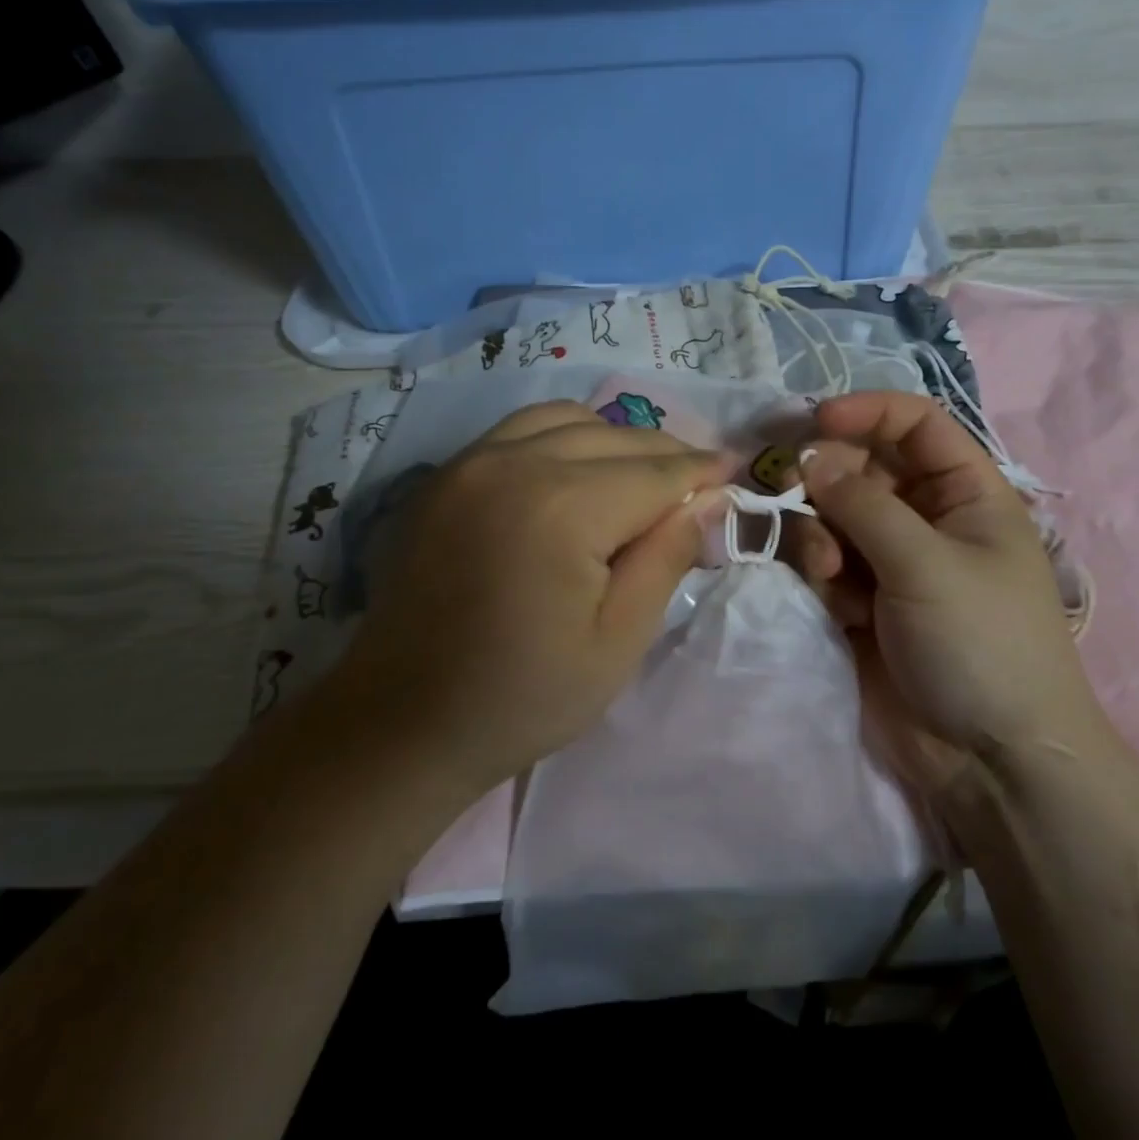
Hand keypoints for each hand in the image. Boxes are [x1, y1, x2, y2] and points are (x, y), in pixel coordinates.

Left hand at [318, 402, 728, 790]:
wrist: (401, 721)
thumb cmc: (522, 696)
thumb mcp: (617, 641)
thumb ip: (667, 557)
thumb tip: (708, 498)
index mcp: (562, 508)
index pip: (656, 471)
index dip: (703, 472)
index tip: (737, 472)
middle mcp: (514, 463)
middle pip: (616, 437)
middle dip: (667, 455)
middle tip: (698, 484)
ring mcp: (470, 462)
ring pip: (567, 418)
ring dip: (615, 440)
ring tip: (640, 477)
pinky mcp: (444, 475)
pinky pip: (519, 430)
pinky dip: (563, 437)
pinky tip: (575, 472)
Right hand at [791, 393, 1098, 789]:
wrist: (989, 758)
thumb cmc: (979, 643)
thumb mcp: (926, 562)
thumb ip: (862, 503)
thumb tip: (810, 458)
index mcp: (966, 494)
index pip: (915, 425)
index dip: (867, 413)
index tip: (815, 422)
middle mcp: (927, 519)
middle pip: (863, 469)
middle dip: (830, 480)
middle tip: (796, 494)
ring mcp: (892, 562)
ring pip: (835, 517)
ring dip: (821, 534)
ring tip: (829, 572)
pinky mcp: (863, 602)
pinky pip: (826, 563)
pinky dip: (821, 573)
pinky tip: (834, 601)